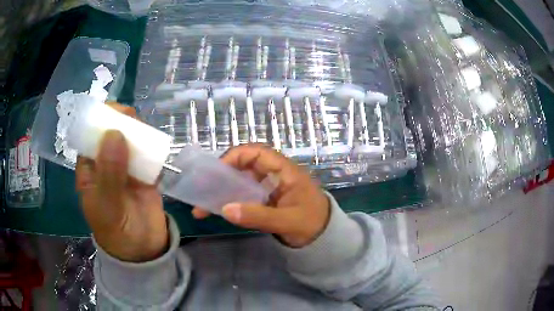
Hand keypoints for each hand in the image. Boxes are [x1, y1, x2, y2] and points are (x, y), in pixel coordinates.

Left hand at [76, 104, 167, 261]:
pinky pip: (148, 155)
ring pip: (130, 141)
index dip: (99, 121)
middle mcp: (107, 165)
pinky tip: (157, 145)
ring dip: (138, 132)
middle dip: (121, 123)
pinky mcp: (145, 175)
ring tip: (146, 132)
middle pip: (112, 135)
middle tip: (133, 119)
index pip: (91, 137)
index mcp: (91, 170)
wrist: (144, 252)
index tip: (114, 112)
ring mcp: (126, 169)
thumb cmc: (117, 232)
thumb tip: (115, 133)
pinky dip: (152, 147)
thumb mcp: (108, 206)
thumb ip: (109, 173)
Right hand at [192, 144, 329, 247]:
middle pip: (244, 166)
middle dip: (222, 176)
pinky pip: (245, 196)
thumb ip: (258, 216)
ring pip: (242, 182)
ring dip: (222, 191)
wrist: (326, 238)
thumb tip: (225, 210)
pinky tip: (217, 211)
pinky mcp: (266, 201)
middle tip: (202, 189)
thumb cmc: (313, 224)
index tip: (216, 171)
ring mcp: (270, 189)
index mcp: (285, 171)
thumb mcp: (288, 221)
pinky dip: (231, 202)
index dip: (235, 156)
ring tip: (202, 206)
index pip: (257, 152)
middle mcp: (275, 175)